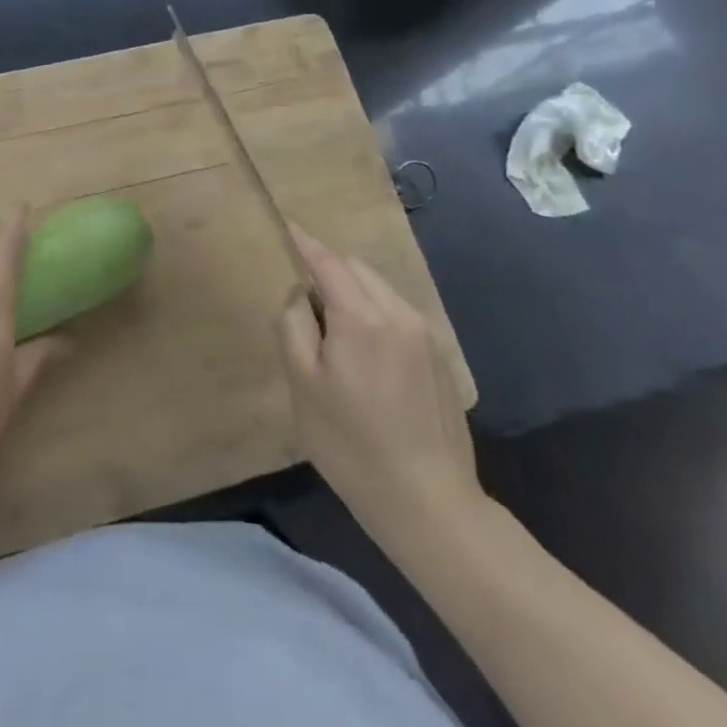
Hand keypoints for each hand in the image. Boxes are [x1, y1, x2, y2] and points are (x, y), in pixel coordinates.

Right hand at [275, 223, 483, 564]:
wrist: (428, 502)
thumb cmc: (351, 444)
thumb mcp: (303, 386)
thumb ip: (294, 326)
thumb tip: (300, 295)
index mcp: (362, 317)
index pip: (327, 261)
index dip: (304, 242)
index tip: (286, 224)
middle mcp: (398, 314)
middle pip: (357, 269)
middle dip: (328, 268)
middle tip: (303, 296)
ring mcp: (425, 336)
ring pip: (380, 289)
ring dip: (353, 290)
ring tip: (333, 328)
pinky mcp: (440, 359)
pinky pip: (399, 314)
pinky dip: (375, 312)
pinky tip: (366, 354)